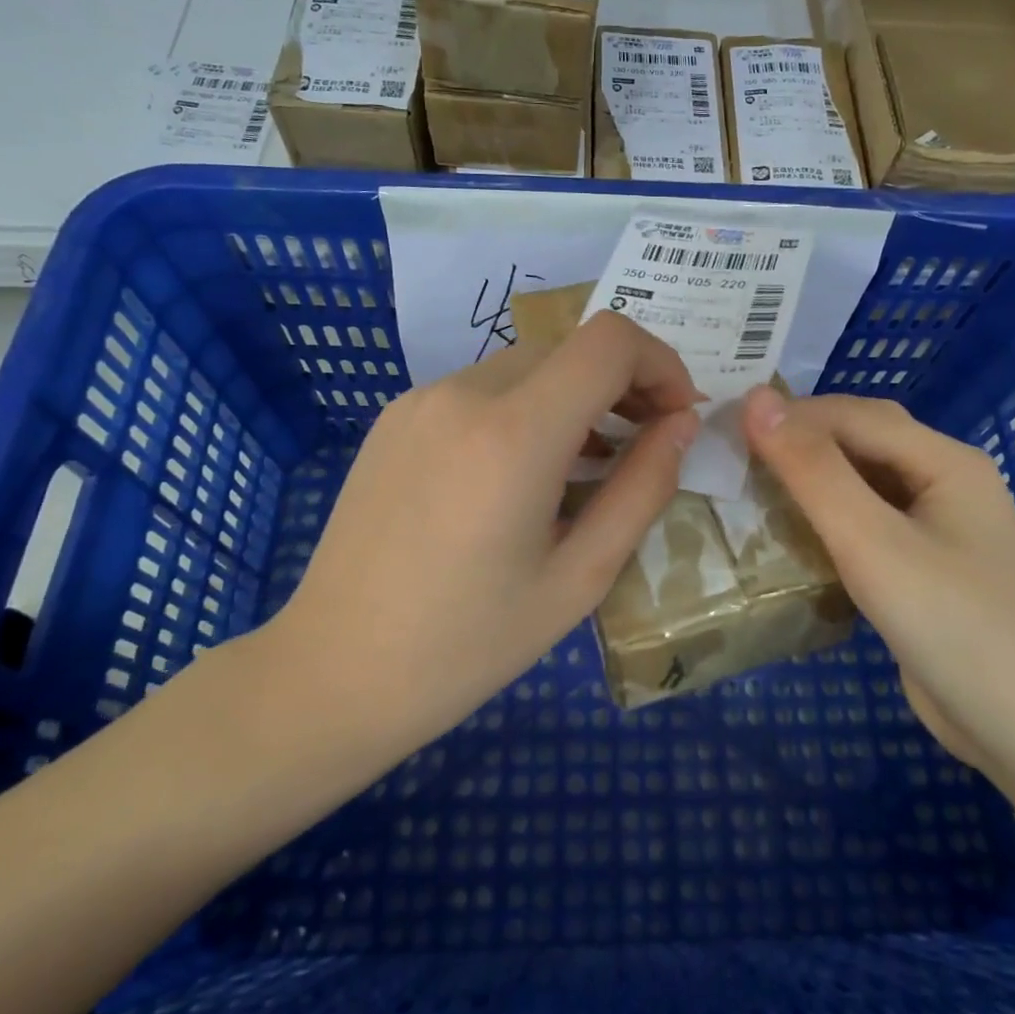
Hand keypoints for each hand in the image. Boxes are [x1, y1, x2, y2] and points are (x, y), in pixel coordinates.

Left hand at [254, 312, 700, 779]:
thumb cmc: (468, 644)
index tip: (676, 418)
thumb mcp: (580, 577)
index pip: (610, 341)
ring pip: (527, 367)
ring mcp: (420, 400)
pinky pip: (481, 390)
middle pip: (570, 349)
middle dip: (623, 385)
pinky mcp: (395, 418)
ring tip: (588, 469)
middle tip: (642, 449)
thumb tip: (681, 424)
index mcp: (513, 433)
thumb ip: (643, 489)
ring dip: (574, 399)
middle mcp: (463, 394)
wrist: (333, 672)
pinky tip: (521, 476)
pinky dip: (524, 411)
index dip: (661, 364)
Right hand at [741, 387, 1014, 766]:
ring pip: (859, 486)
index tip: (724, 431)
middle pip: (859, 443)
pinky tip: (788, 540)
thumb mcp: (873, 540)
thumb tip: (756, 400)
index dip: (788, 415)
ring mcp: (935, 530)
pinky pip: (864, 528)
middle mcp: (942, 483)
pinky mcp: (921, 571)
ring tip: (748, 492)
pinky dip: (824, 525)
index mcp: (943, 460)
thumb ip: (813, 470)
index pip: (852, 415)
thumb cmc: (954, 624)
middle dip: (798, 443)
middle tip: (732, 458)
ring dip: (807, 484)